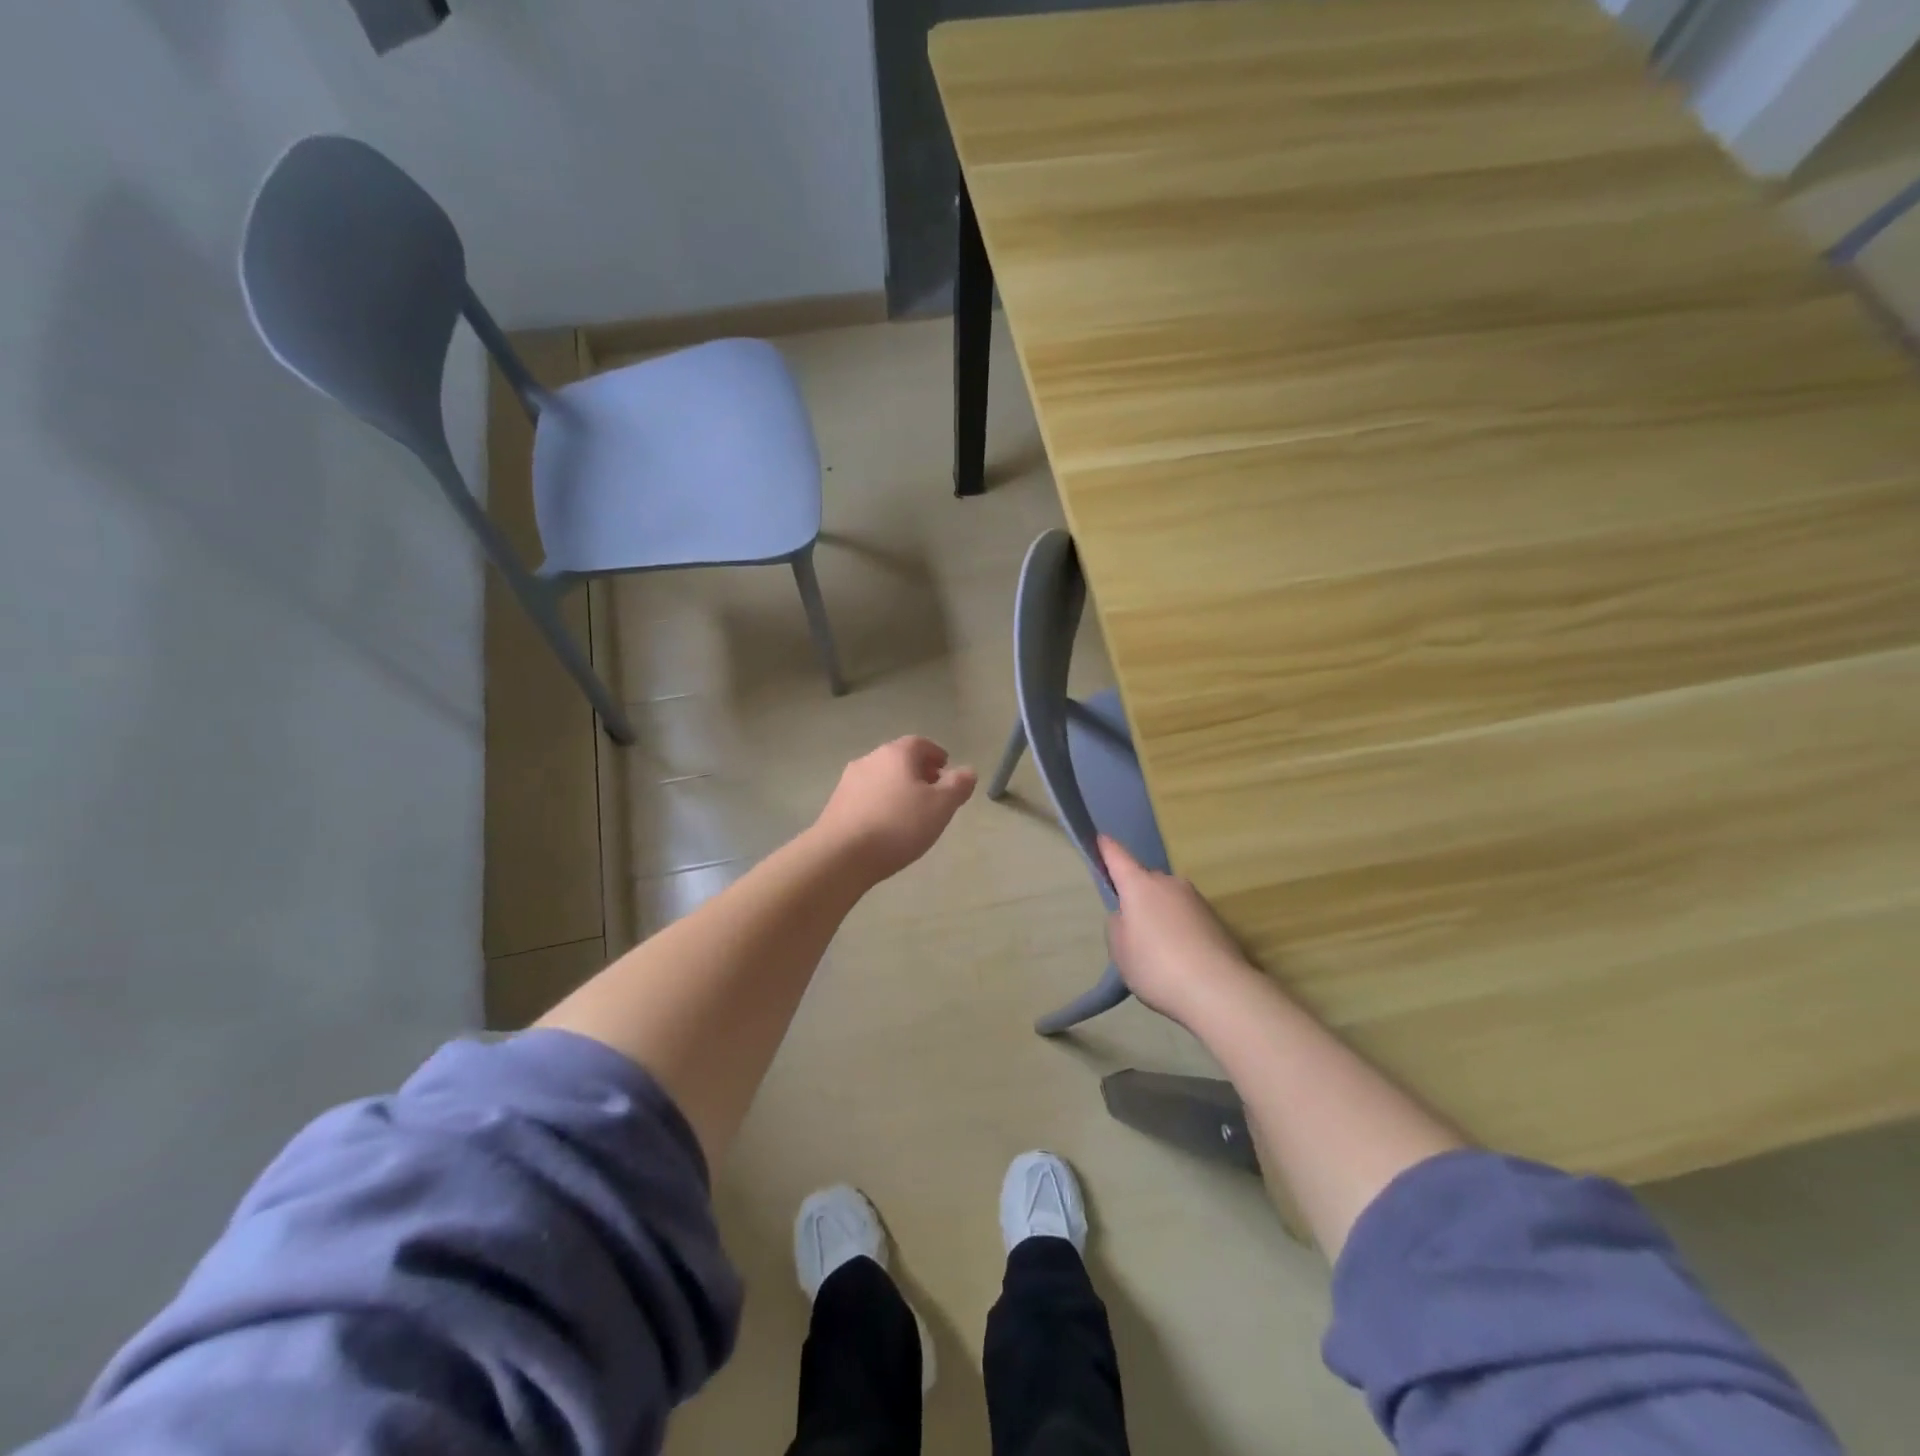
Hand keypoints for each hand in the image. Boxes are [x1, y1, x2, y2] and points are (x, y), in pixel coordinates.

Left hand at [812, 737, 976, 882]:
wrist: (841, 854)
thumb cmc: (898, 825)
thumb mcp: (940, 806)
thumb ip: (958, 786)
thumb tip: (968, 771)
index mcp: (896, 754)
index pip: (920, 743)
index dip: (936, 754)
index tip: (946, 769)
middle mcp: (870, 759)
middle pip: (899, 759)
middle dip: (918, 771)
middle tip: (933, 790)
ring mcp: (849, 781)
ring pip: (881, 777)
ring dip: (898, 787)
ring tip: (911, 810)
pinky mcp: (836, 803)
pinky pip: (866, 795)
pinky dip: (881, 801)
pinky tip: (886, 824)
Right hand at [1100, 835, 1255, 1024]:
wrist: (1219, 989)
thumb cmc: (1157, 965)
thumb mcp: (1120, 949)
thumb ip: (1118, 925)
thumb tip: (1129, 915)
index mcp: (1140, 885)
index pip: (1118, 857)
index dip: (1107, 849)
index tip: (1101, 839)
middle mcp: (1169, 883)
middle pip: (1145, 882)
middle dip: (1137, 897)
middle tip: (1132, 930)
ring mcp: (1196, 899)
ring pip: (1168, 900)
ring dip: (1160, 915)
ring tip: (1158, 951)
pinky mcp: (1216, 919)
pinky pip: (1186, 917)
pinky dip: (1179, 929)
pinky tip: (1180, 958)